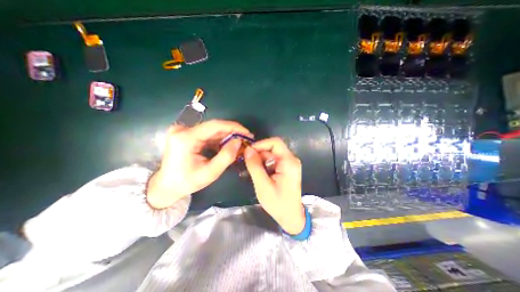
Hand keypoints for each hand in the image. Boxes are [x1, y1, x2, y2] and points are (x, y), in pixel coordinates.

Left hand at [146, 120, 251, 207]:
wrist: (166, 186)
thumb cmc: (187, 182)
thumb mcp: (210, 173)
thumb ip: (226, 157)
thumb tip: (239, 141)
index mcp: (186, 138)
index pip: (215, 126)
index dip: (234, 127)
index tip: (247, 133)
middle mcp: (183, 130)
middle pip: (214, 127)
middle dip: (232, 132)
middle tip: (246, 139)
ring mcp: (183, 130)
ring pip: (212, 130)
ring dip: (226, 136)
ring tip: (239, 144)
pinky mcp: (186, 134)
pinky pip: (207, 134)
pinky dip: (218, 139)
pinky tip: (227, 146)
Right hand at [243, 137, 305, 234]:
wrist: (291, 217)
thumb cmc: (278, 203)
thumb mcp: (263, 185)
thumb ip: (255, 166)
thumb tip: (247, 150)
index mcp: (289, 162)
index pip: (275, 142)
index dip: (261, 144)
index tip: (248, 151)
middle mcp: (291, 160)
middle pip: (273, 148)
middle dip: (259, 152)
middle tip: (246, 161)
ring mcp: (289, 164)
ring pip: (272, 154)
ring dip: (260, 158)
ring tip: (249, 167)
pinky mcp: (286, 169)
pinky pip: (274, 160)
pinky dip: (264, 163)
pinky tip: (257, 171)